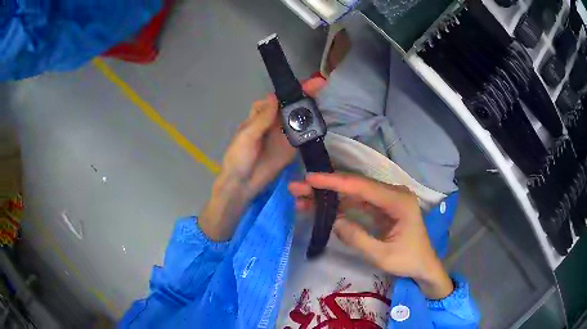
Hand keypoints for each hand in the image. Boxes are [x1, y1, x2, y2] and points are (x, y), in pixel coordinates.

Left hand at [199, 78, 326, 240]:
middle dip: (304, 95)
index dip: (289, 90)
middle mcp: (273, 122)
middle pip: (290, 105)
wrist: (243, 185)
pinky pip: (302, 135)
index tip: (304, 82)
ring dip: (309, 108)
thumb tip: (275, 96)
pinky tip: (321, 120)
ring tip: (324, 98)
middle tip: (319, 85)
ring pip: (297, 118)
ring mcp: (284, 135)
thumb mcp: (247, 135)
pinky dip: (311, 127)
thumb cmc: (239, 157)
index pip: (276, 98)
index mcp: (259, 116)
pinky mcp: (291, 148)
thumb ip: (262, 118)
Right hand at [289, 173, 453, 299]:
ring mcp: (386, 200)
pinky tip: (320, 207)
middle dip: (325, 187)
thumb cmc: (408, 261)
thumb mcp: (382, 256)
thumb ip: (358, 238)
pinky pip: (356, 203)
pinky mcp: (381, 208)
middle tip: (297, 187)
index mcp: (399, 201)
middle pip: (355, 187)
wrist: (424, 266)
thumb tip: (333, 221)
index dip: (334, 182)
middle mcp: (393, 194)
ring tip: (301, 198)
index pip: (362, 187)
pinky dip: (337, 205)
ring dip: (328, 196)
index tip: (310, 179)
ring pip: (352, 194)